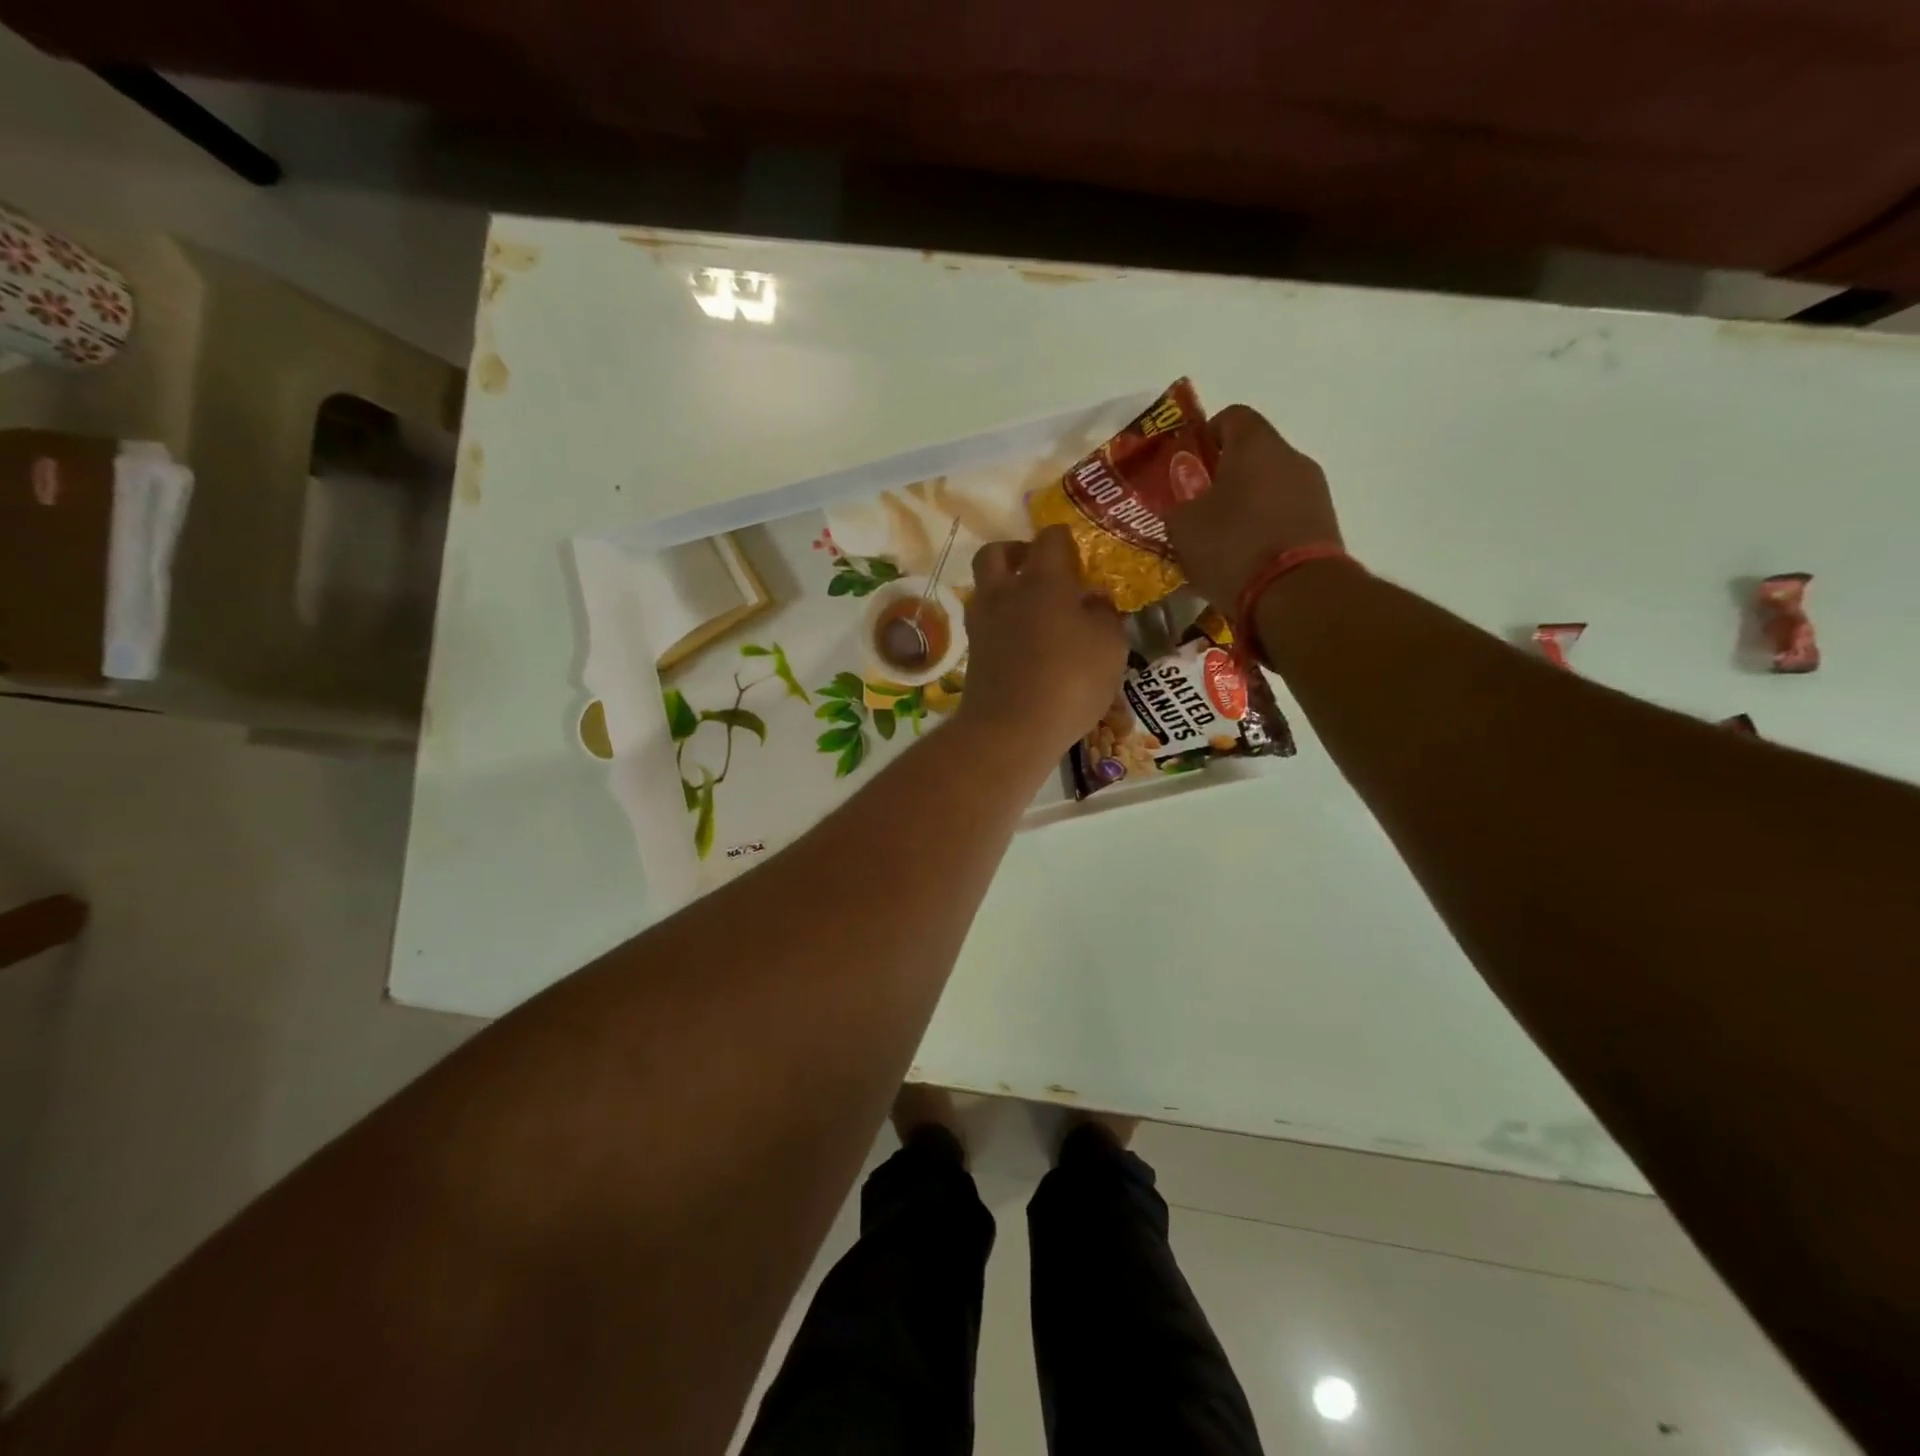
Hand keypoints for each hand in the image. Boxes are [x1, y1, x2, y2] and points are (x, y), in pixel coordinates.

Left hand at [958, 526, 1127, 757]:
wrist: (1010, 730)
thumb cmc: (1070, 682)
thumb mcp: (1110, 646)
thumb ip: (1104, 614)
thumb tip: (1092, 598)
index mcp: (1042, 580)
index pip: (1050, 538)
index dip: (1066, 543)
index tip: (1079, 561)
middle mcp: (1004, 592)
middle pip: (996, 552)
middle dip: (1017, 554)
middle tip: (1041, 572)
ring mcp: (981, 622)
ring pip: (985, 587)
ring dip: (1004, 588)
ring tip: (1033, 611)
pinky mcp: (972, 652)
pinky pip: (984, 621)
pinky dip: (1000, 622)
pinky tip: (1023, 643)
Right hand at [1167, 404, 1343, 609]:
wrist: (1296, 595)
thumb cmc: (1232, 548)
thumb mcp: (1183, 527)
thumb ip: (1177, 505)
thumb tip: (1182, 504)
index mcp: (1256, 445)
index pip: (1231, 416)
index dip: (1204, 437)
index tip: (1187, 468)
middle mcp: (1292, 458)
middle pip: (1253, 455)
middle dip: (1223, 478)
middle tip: (1198, 511)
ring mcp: (1314, 492)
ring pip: (1270, 488)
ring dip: (1245, 507)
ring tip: (1221, 544)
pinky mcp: (1324, 525)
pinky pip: (1285, 516)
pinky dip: (1265, 530)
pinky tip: (1246, 561)